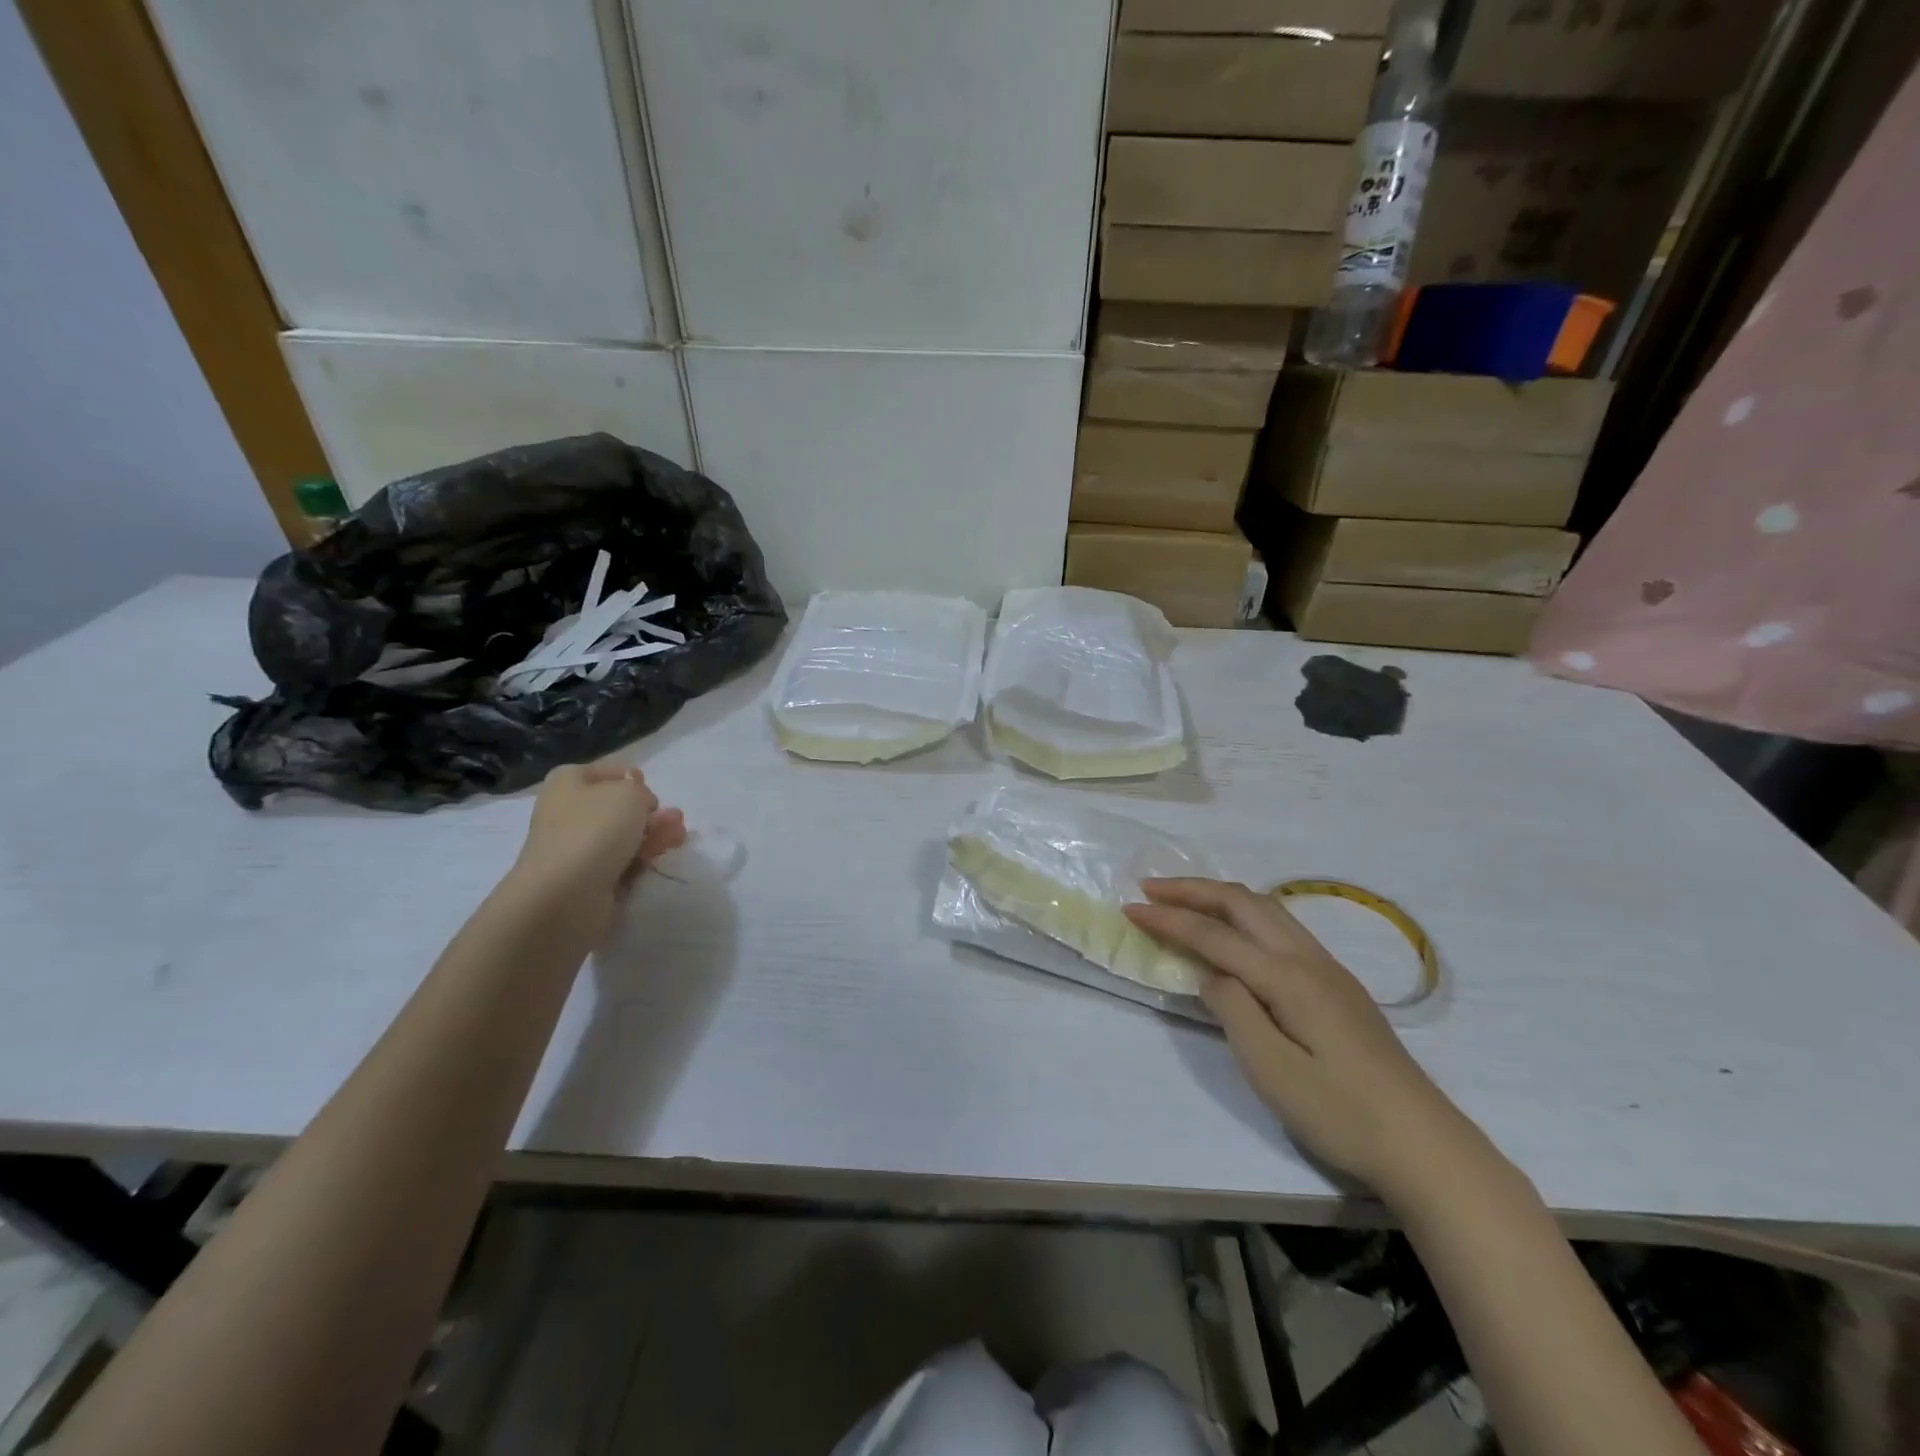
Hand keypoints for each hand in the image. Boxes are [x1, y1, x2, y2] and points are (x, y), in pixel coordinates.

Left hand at [509, 763, 685, 933]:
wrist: (564, 894)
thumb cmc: (595, 831)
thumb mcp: (630, 794)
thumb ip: (642, 791)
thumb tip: (640, 805)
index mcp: (569, 782)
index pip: (610, 773)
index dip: (636, 781)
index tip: (652, 794)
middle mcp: (569, 811)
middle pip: (620, 806)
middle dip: (651, 813)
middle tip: (677, 820)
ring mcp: (577, 845)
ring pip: (624, 835)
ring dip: (654, 835)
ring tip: (678, 839)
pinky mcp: (588, 876)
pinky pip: (621, 861)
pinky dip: (641, 859)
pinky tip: (657, 860)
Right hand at [1125, 879, 1477, 1200]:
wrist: (1423, 1143)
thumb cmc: (1340, 1112)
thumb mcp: (1272, 1069)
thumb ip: (1233, 1010)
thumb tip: (1211, 974)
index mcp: (1287, 977)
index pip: (1215, 934)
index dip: (1170, 919)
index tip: (1130, 908)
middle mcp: (1307, 958)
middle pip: (1243, 903)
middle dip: (1193, 890)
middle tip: (1150, 888)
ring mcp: (1328, 968)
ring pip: (1267, 908)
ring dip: (1221, 896)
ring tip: (1185, 899)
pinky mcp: (1337, 985)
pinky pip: (1281, 926)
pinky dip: (1245, 913)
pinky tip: (1235, 931)